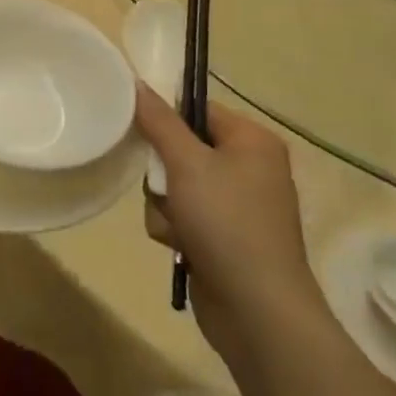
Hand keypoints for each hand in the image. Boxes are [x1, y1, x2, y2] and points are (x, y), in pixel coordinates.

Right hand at [137, 84, 321, 358]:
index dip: (166, 117)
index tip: (139, 129)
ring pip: (176, 185)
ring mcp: (237, 206)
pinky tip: (179, 246)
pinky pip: (184, 216)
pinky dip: (175, 229)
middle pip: (182, 148)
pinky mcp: (224, 238)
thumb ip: (159, 121)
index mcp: (252, 141)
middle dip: (163, 172)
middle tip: (162, 186)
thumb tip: (137, 82)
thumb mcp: (187, 163)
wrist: (258, 313)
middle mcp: (249, 168)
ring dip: (165, 204)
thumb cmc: (228, 223)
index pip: (198, 108)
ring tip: (176, 226)